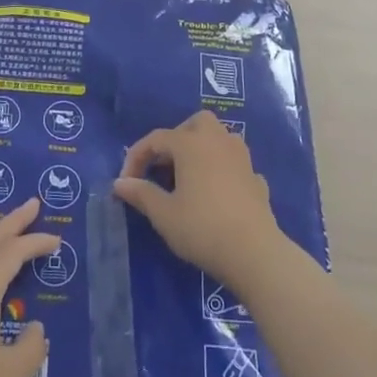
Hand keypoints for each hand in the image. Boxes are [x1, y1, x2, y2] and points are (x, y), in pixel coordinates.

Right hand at [113, 110, 295, 296]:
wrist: (254, 252)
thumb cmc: (202, 228)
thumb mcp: (164, 214)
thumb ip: (141, 194)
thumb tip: (120, 183)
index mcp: (191, 144)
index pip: (156, 138)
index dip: (136, 157)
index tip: (126, 182)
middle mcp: (218, 141)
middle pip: (196, 123)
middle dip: (176, 138)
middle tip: (163, 167)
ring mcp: (242, 158)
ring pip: (220, 138)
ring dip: (202, 149)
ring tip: (188, 176)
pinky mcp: (256, 178)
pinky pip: (234, 163)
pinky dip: (221, 170)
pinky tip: (215, 193)